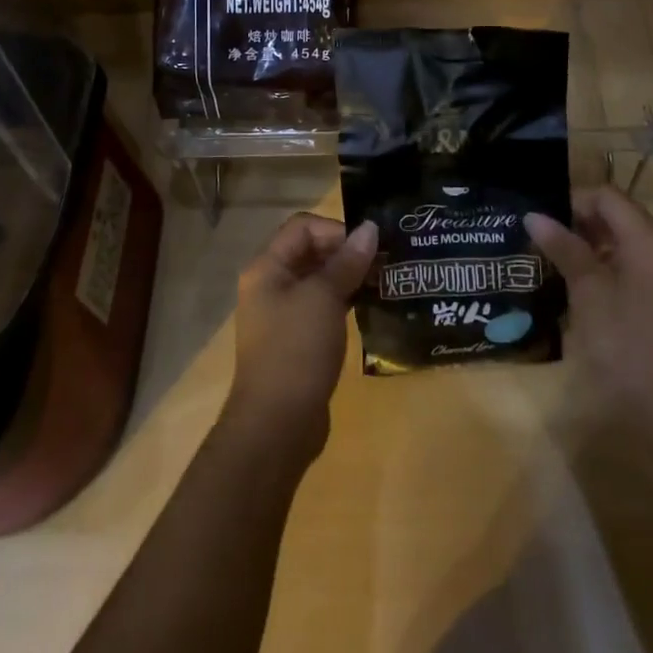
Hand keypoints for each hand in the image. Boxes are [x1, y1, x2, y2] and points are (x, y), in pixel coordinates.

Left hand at [224, 213, 377, 462]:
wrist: (277, 426)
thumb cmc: (296, 350)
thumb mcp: (324, 298)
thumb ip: (347, 262)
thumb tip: (370, 228)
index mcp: (267, 267)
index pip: (303, 227)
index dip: (336, 230)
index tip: (368, 247)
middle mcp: (271, 285)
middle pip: (311, 251)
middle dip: (347, 252)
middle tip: (384, 263)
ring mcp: (283, 314)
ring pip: (319, 281)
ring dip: (349, 278)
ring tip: (384, 283)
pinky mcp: (297, 340)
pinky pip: (322, 307)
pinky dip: (345, 302)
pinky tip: (371, 308)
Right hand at [525, 187, 652, 444]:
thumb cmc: (627, 346)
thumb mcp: (589, 292)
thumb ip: (564, 248)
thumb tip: (533, 215)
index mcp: (648, 242)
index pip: (607, 197)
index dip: (572, 200)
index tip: (537, 217)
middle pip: (614, 216)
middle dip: (574, 222)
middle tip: (534, 235)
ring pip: (616, 243)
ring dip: (582, 245)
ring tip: (543, 257)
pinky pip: (623, 267)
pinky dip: (596, 267)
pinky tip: (567, 284)